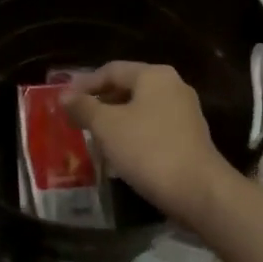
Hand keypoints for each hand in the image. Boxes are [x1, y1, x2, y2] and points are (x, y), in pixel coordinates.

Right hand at [61, 62, 231, 227]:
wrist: (198, 191)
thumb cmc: (148, 149)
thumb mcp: (107, 126)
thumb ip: (83, 107)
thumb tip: (64, 95)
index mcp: (154, 75)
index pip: (111, 70)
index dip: (84, 83)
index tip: (63, 100)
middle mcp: (173, 86)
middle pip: (127, 87)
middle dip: (100, 102)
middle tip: (76, 118)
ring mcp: (184, 112)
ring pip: (140, 109)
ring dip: (115, 120)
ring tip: (93, 136)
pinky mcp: (189, 137)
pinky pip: (153, 127)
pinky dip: (133, 134)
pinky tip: (119, 152)